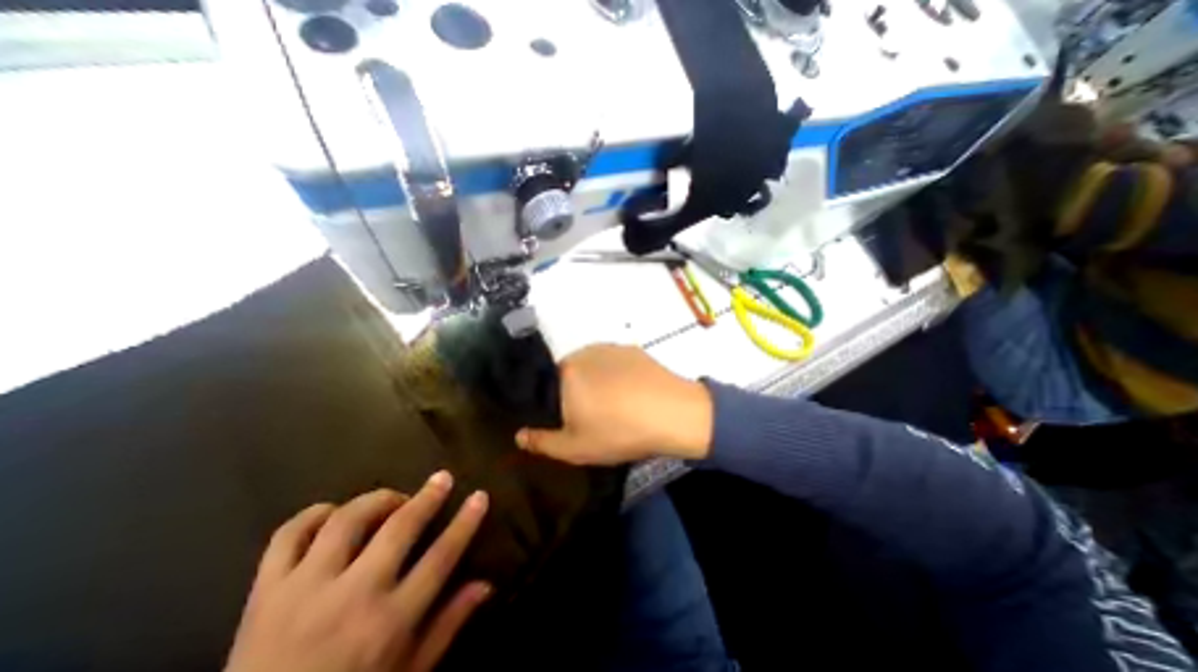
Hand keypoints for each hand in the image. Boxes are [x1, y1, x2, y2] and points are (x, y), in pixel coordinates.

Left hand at [223, 473, 490, 671]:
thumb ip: (447, 626)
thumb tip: (486, 585)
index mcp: (388, 623)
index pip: (441, 557)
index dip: (466, 522)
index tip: (480, 496)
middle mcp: (351, 598)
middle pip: (399, 528)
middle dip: (427, 497)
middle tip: (442, 478)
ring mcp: (303, 591)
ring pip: (346, 521)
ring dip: (377, 500)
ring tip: (393, 500)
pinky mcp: (263, 594)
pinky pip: (288, 535)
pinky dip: (313, 515)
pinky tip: (333, 513)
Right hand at [514, 343, 707, 462]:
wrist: (673, 414)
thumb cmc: (619, 431)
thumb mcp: (576, 448)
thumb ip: (542, 442)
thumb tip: (519, 436)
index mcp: (567, 371)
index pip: (548, 382)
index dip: (557, 402)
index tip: (572, 418)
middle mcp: (586, 351)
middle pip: (571, 372)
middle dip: (577, 391)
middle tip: (595, 415)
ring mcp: (613, 348)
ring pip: (594, 366)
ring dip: (598, 381)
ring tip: (616, 404)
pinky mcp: (635, 349)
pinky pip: (616, 362)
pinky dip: (618, 375)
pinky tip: (633, 392)